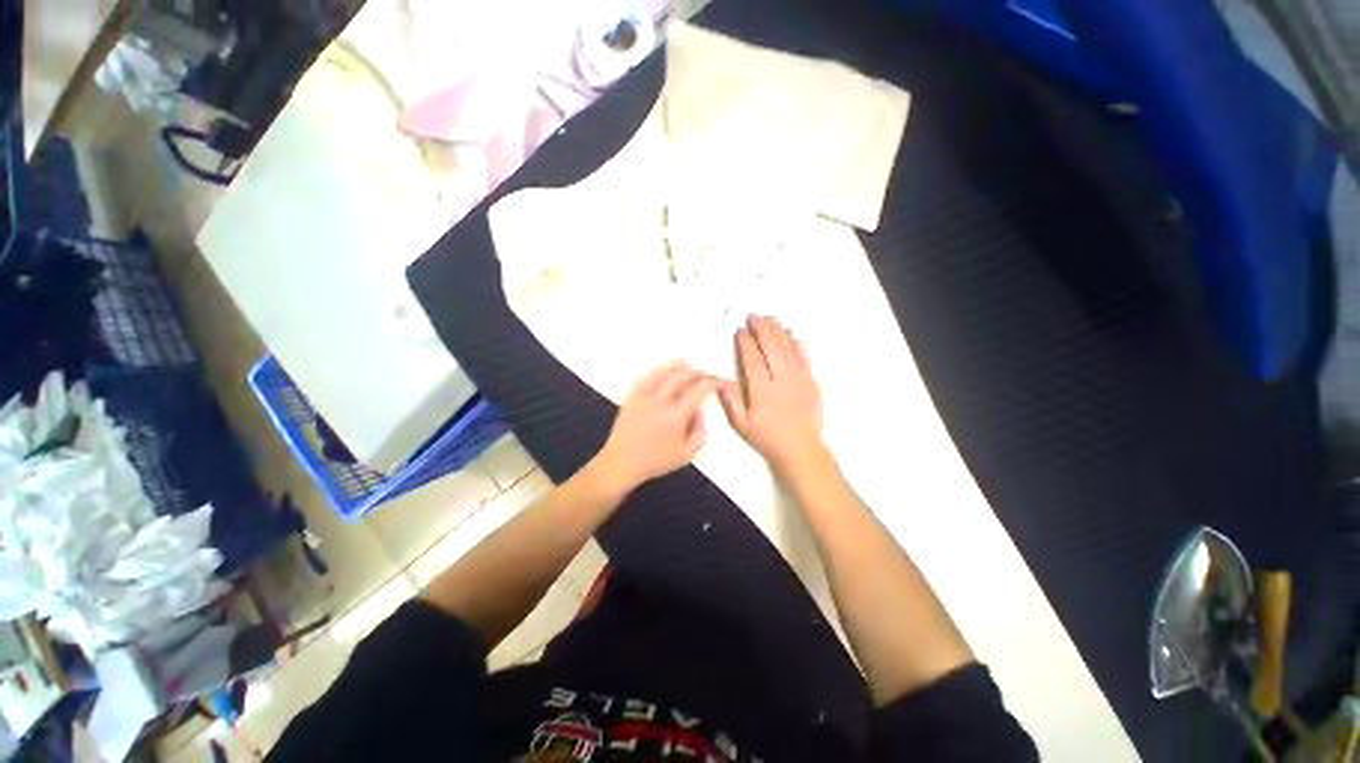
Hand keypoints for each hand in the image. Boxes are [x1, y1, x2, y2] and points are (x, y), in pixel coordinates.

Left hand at [590, 362, 717, 493]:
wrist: (621, 463)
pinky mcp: (631, 396)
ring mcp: (644, 396)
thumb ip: (700, 434)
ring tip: (688, 364)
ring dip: (679, 365)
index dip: (714, 382)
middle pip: (684, 375)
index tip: (720, 382)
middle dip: (699, 371)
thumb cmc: (655, 462)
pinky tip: (663, 370)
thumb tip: (701, 414)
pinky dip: (658, 370)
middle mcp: (661, 401)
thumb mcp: (687, 455)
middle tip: (706, 375)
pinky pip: (646, 376)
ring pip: (664, 371)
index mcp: (676, 415)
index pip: (701, 390)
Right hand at [719, 315, 827, 473]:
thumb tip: (720, 379)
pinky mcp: (811, 381)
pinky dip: (797, 343)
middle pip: (771, 347)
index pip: (752, 358)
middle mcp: (781, 378)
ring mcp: (799, 378)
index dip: (745, 342)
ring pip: (788, 347)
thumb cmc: (767, 437)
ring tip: (770, 318)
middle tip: (753, 316)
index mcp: (761, 389)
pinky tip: (792, 334)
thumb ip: (730, 400)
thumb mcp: (741, 423)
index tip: (740, 330)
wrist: (801, 449)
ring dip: (778, 330)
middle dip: (761, 329)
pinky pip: (804, 356)